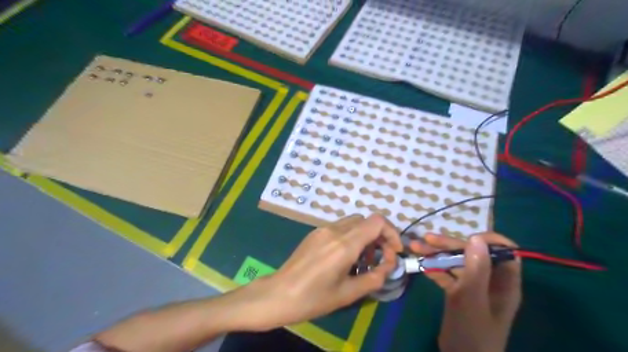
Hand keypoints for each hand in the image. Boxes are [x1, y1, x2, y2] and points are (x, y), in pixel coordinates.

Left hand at [246, 214, 401, 330]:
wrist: (278, 294)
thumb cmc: (313, 298)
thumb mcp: (348, 293)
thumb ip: (374, 277)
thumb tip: (388, 266)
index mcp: (344, 244)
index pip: (376, 222)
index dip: (391, 233)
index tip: (394, 252)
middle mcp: (334, 230)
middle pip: (366, 220)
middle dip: (380, 236)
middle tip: (380, 258)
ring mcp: (322, 229)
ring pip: (354, 222)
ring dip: (365, 236)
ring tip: (363, 259)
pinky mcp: (315, 233)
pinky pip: (340, 227)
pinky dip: (351, 236)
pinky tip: (346, 257)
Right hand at [410, 234, 522, 351]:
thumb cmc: (472, 333)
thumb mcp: (471, 300)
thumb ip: (476, 269)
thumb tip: (476, 237)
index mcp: (503, 282)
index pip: (504, 251)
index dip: (488, 240)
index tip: (466, 236)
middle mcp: (490, 281)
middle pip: (473, 254)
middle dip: (449, 244)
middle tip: (426, 239)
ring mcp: (473, 287)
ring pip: (457, 262)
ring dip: (437, 254)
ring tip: (415, 246)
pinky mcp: (458, 293)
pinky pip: (447, 274)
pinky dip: (434, 268)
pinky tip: (420, 264)